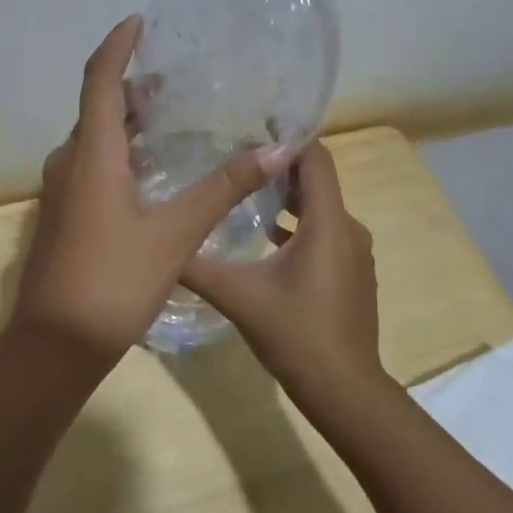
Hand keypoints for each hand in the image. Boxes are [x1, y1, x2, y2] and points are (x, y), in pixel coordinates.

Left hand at [11, 16, 293, 366]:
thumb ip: (222, 189)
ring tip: (171, 119)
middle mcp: (69, 163)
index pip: (99, 80)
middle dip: (132, 86)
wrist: (54, 344)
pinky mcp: (64, 216)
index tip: (140, 21)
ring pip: (94, 140)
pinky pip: (91, 167)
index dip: (117, 45)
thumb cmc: (113, 282)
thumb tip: (274, 150)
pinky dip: (119, 153)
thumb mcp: (175, 234)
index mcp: (90, 154)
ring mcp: (61, 192)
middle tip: (177, 80)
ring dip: (126, 122)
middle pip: (97, 108)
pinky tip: (152, 172)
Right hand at [182, 141, 385, 405]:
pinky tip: (264, 237)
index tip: (253, 123)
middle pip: (317, 181)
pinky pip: (324, 234)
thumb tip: (158, 244)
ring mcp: (353, 254)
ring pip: (320, 209)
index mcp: (326, 224)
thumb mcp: (237, 296)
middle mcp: (347, 229)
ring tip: (245, 190)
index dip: (288, 137)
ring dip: (288, 197)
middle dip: (279, 165)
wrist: (343, 389)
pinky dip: (298, 226)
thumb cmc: (295, 334)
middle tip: (235, 155)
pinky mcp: (350, 274)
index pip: (314, 159)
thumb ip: (197, 266)